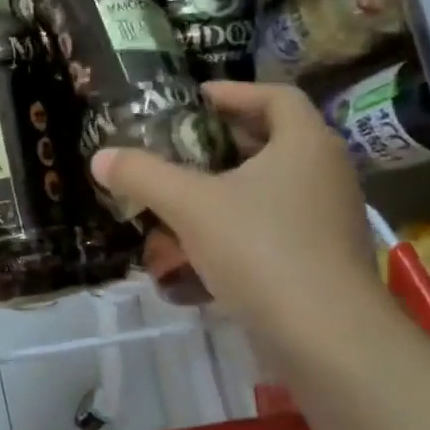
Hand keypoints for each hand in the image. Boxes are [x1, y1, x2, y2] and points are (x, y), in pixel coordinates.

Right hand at [91, 82, 385, 345]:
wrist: (326, 337)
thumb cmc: (261, 249)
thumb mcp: (190, 206)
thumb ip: (143, 176)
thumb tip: (100, 157)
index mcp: (305, 144)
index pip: (276, 96)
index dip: (234, 92)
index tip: (196, 99)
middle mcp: (326, 174)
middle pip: (273, 142)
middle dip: (222, 144)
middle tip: (180, 148)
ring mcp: (328, 219)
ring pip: (271, 189)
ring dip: (226, 190)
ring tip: (181, 200)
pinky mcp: (323, 259)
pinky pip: (275, 227)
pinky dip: (238, 228)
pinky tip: (200, 251)